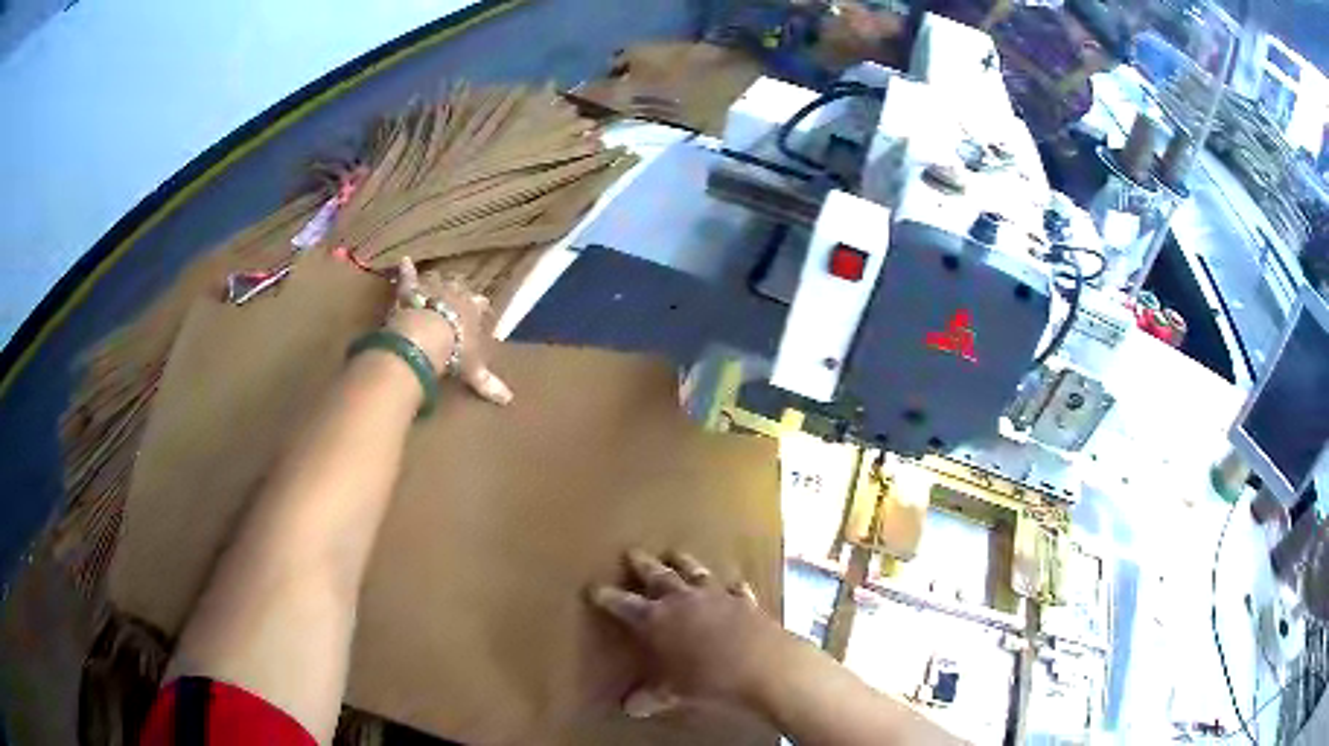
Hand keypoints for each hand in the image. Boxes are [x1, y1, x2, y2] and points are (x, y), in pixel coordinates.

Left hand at [388, 257, 512, 404]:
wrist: (425, 337)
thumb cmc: (454, 352)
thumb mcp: (473, 370)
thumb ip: (488, 383)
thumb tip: (509, 400)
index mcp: (473, 309)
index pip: (480, 304)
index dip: (479, 307)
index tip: (479, 309)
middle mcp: (455, 293)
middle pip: (459, 287)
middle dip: (458, 290)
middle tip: (455, 296)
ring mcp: (431, 288)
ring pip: (437, 279)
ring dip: (436, 281)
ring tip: (435, 281)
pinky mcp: (409, 291)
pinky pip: (408, 277)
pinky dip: (405, 270)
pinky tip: (403, 261)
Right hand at [591, 550, 790, 716]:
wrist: (764, 665)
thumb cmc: (708, 680)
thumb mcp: (673, 693)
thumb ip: (651, 696)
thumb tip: (630, 707)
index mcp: (657, 620)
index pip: (624, 605)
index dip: (607, 597)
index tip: (593, 588)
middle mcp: (683, 601)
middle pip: (658, 576)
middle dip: (642, 565)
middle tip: (631, 552)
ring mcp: (716, 597)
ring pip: (694, 572)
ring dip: (683, 562)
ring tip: (674, 553)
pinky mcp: (745, 601)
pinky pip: (735, 589)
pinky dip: (731, 586)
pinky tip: (733, 583)